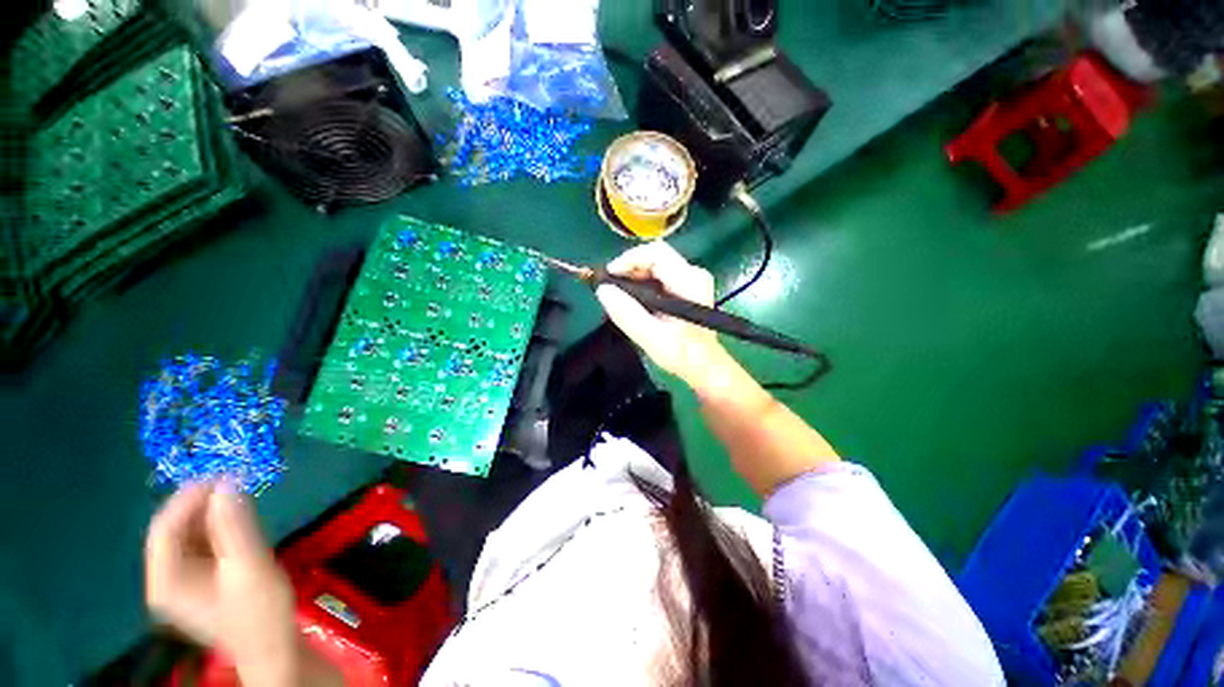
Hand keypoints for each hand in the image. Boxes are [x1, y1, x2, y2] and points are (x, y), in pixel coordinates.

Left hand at [145, 482, 297, 681]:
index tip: (222, 474)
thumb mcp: (250, 566)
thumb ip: (235, 526)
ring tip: (242, 499)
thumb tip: (229, 482)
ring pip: (189, 536)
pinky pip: (202, 545)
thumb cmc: (259, 612)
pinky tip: (240, 523)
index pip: (165, 529)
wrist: (273, 647)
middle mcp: (166, 579)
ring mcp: (182, 581)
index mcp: (167, 581)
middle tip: (236, 483)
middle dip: (202, 504)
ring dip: (213, 514)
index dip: (189, 498)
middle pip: (174, 531)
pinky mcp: (200, 580)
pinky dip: (219, 528)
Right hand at [596, 241, 731, 386]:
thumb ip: (627, 314)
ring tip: (619, 297)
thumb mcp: (652, 338)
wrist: (704, 366)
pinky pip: (658, 275)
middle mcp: (693, 273)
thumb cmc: (682, 354)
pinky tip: (633, 301)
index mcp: (689, 281)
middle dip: (629, 270)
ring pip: (655, 265)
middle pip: (654, 257)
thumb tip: (603, 290)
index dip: (629, 260)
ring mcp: (691, 279)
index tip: (609, 278)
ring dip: (634, 278)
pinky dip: (642, 284)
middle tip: (611, 290)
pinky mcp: (686, 287)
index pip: (656, 253)